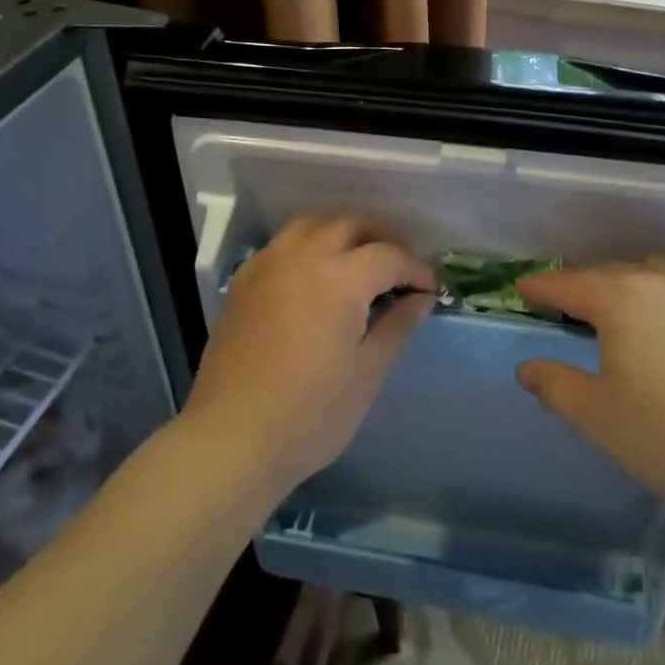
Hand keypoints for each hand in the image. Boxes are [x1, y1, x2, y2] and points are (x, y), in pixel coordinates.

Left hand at [180, 216, 434, 497]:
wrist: (232, 439)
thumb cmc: (311, 413)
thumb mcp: (367, 372)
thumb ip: (396, 325)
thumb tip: (422, 298)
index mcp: (339, 277)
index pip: (389, 256)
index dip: (416, 269)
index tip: (431, 289)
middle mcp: (302, 257)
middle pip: (349, 226)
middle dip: (381, 239)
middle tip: (399, 269)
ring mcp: (268, 265)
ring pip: (311, 225)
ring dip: (340, 233)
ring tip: (357, 261)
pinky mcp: (244, 282)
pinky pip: (281, 245)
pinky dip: (306, 246)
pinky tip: (313, 276)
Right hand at [514, 259, 664, 517]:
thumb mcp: (599, 417)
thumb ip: (556, 386)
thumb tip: (527, 368)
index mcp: (619, 300)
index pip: (568, 284)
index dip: (541, 287)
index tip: (521, 288)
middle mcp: (658, 284)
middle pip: (607, 273)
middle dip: (580, 284)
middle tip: (563, 302)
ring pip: (649, 275)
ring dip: (623, 284)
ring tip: (615, 307)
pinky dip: (659, 297)